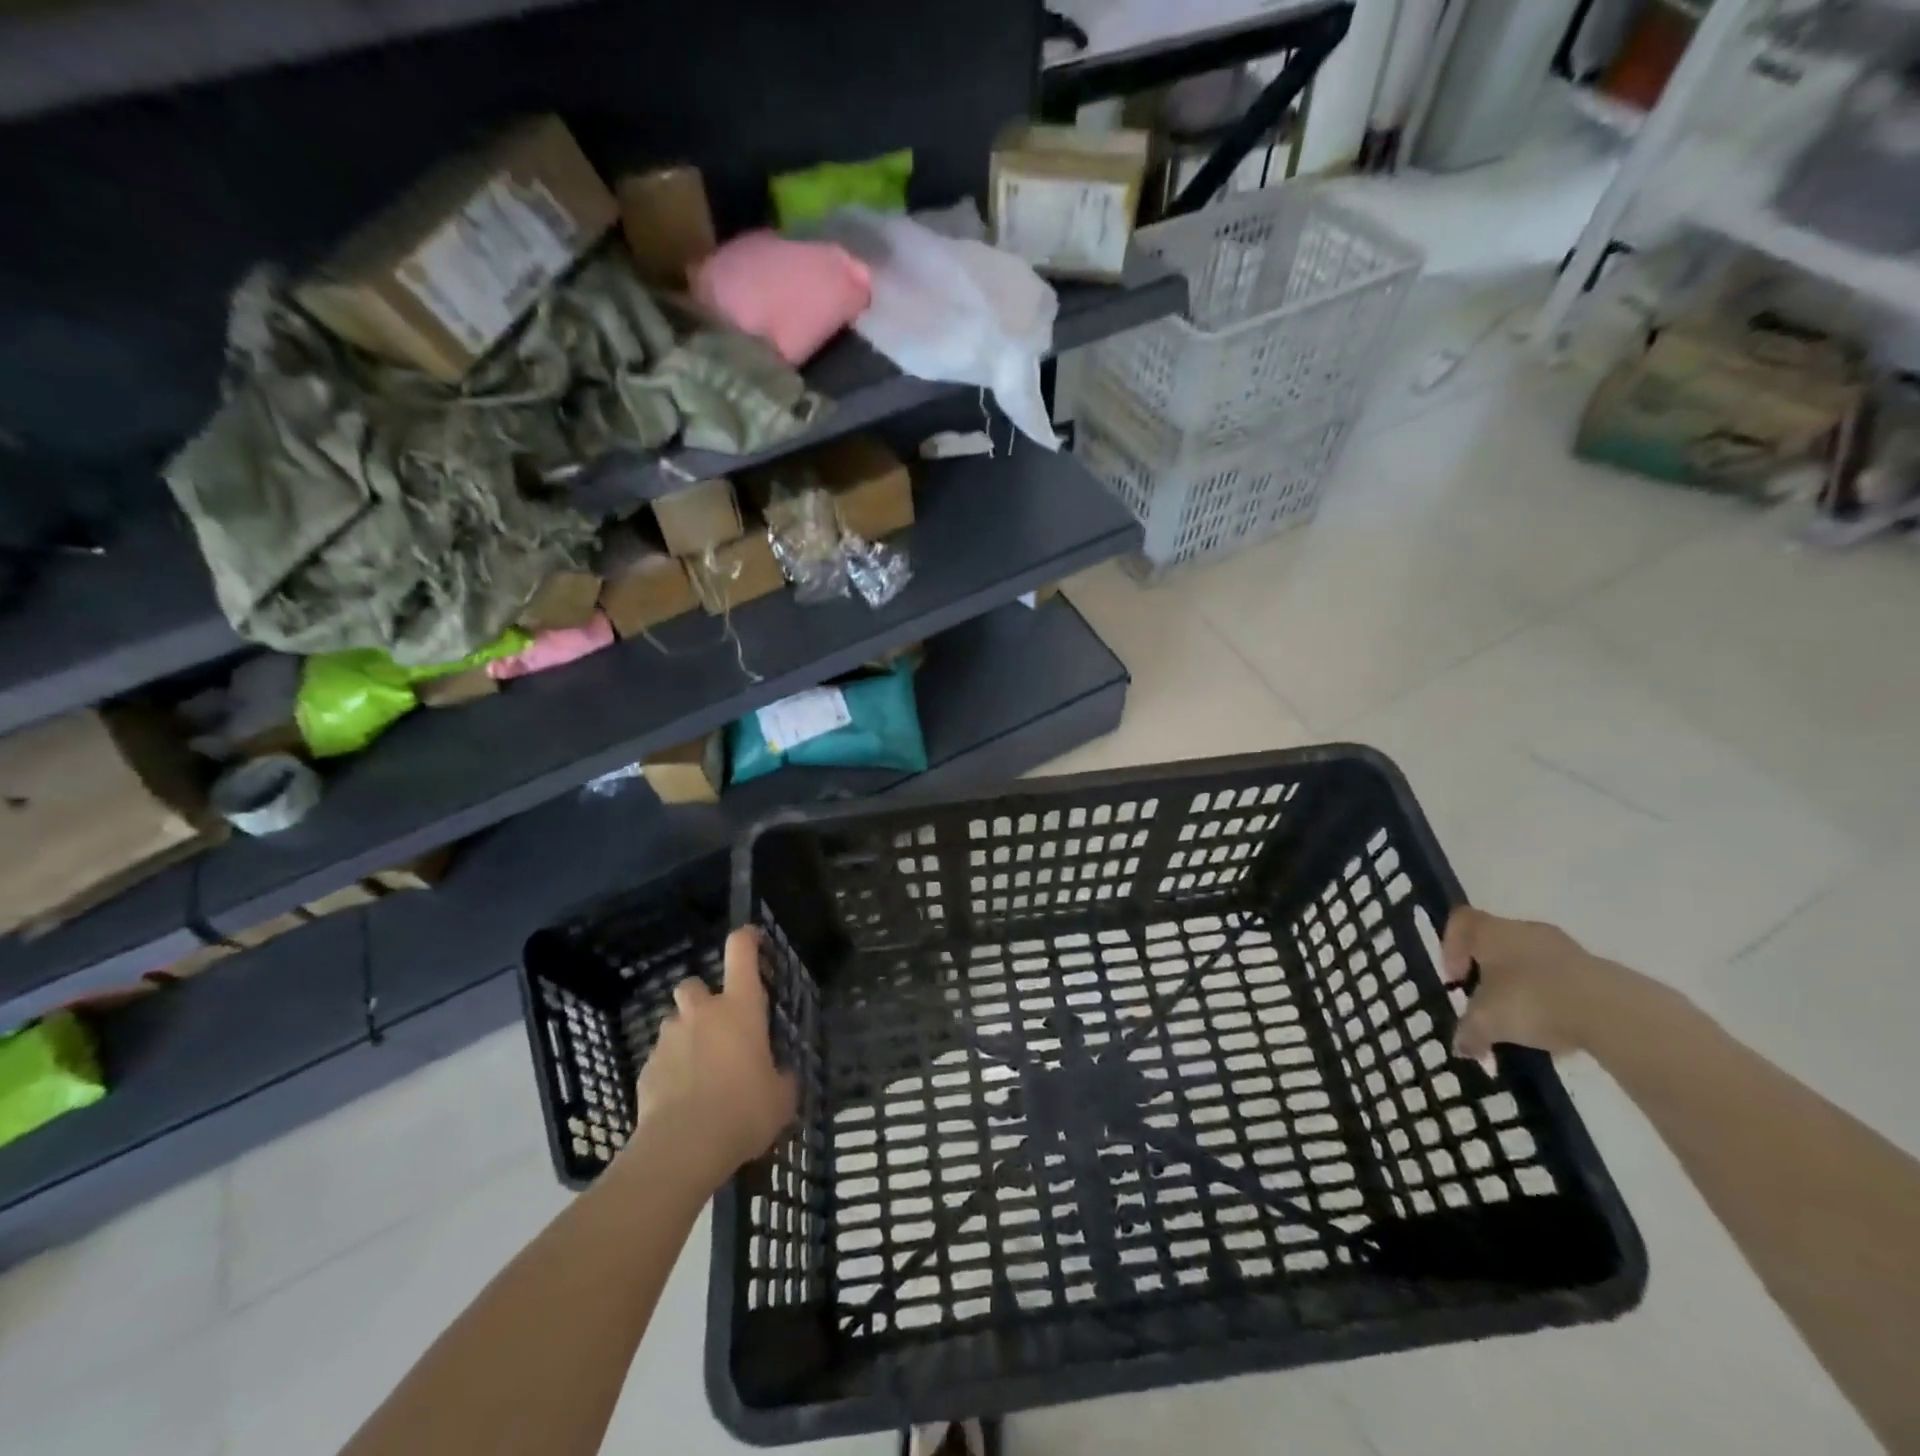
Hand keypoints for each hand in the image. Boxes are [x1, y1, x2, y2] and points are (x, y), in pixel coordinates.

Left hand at [633, 926, 796, 1189]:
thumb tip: (781, 1077)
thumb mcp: (781, 1097)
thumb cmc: (743, 1110)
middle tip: (719, 1027)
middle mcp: (702, 1012)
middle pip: (694, 984)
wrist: (683, 1147)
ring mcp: (669, 1039)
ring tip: (700, 1071)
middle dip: (703, 998)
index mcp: (740, 1007)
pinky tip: (681, 1100)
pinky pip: (660, 1059)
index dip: (746, 938)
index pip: (741, 952)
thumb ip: (782, 1078)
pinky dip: (671, 1071)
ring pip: (675, 1023)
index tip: (751, 936)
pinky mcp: (646, 1069)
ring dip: (687, 1037)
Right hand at [1441, 908, 1628, 1059]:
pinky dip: (1554, 1000)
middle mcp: (1525, 930)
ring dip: (1523, 988)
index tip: (1456, 980)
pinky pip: (1563, 981)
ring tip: (1524, 1023)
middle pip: (1497, 943)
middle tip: (1486, 1002)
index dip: (1450, 948)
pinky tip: (1557, 1030)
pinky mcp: (1597, 971)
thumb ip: (1468, 1032)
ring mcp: (1566, 949)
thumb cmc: (1531, 1001)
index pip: (1460, 921)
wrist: (1613, 1013)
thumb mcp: (1487, 1022)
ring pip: (1531, 963)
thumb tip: (1461, 1047)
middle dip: (1488, 973)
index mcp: (1491, 932)